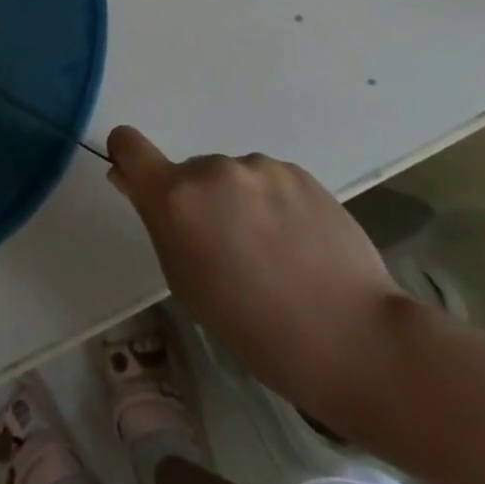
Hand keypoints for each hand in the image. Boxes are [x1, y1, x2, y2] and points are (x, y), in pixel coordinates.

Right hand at [105, 126, 406, 417]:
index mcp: (177, 197)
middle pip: (189, 175)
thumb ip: (158, 223)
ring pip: (233, 179)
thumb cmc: (255, 328)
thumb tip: (131, 180)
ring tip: (276, 255)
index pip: (129, 144)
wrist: (356, 339)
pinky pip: (269, 182)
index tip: (140, 183)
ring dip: (240, 204)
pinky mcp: (300, 172)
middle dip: (201, 204)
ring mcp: (260, 167)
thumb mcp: (187, 282)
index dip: (128, 158)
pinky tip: (302, 246)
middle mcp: (213, 169)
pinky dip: (275, 205)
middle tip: (231, 254)